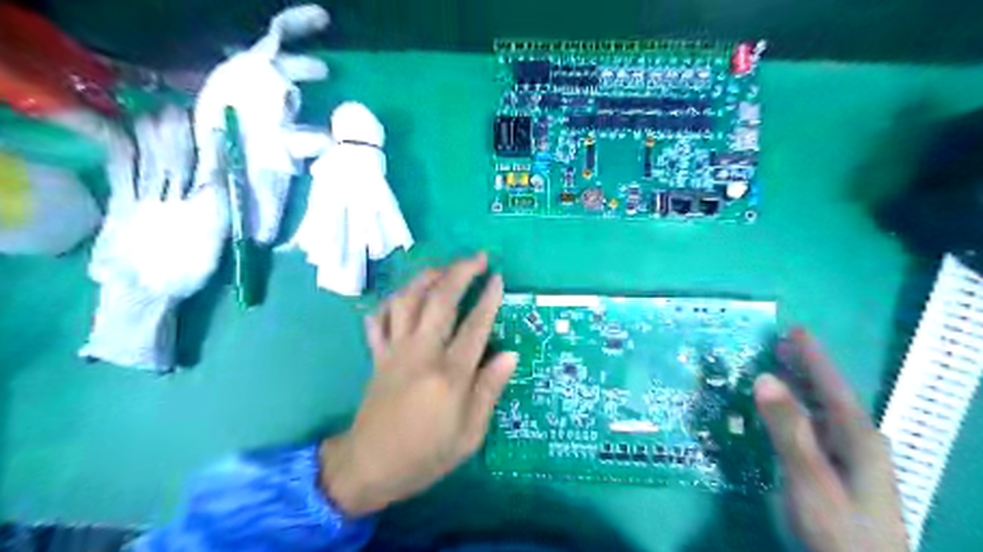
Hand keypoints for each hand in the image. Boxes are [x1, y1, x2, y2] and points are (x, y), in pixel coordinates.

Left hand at [323, 254, 521, 516]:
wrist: (369, 466)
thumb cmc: (426, 455)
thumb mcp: (469, 434)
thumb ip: (489, 390)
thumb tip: (509, 355)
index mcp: (449, 375)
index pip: (475, 326)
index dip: (488, 299)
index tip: (498, 278)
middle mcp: (421, 353)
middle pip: (440, 301)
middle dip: (460, 272)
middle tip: (478, 258)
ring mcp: (395, 351)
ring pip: (407, 301)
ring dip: (426, 278)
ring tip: (443, 268)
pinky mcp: (378, 355)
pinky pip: (379, 320)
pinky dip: (390, 303)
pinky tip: (402, 298)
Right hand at [756, 327, 908, 551]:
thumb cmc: (838, 530)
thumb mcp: (810, 479)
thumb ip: (788, 429)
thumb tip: (764, 377)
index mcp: (857, 436)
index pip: (832, 385)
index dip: (813, 356)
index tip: (795, 329)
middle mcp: (858, 441)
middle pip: (830, 394)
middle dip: (807, 367)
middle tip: (780, 343)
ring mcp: (851, 459)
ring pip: (823, 411)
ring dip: (801, 387)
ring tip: (779, 368)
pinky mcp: (839, 473)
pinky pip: (816, 428)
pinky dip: (798, 411)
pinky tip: (784, 413)